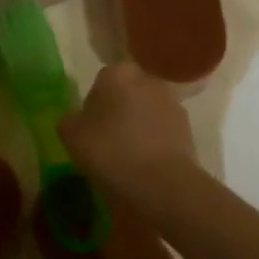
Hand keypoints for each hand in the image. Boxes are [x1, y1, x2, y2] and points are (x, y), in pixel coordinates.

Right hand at [59, 63, 198, 197]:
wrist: (161, 184)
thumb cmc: (110, 151)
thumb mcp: (71, 136)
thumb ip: (70, 120)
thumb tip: (77, 119)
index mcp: (117, 74)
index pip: (102, 80)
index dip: (94, 103)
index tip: (89, 127)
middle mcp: (148, 80)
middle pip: (127, 93)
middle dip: (119, 111)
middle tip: (106, 140)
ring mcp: (173, 104)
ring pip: (147, 112)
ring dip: (139, 127)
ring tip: (126, 158)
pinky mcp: (188, 129)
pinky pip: (163, 132)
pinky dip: (155, 143)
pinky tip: (145, 166)